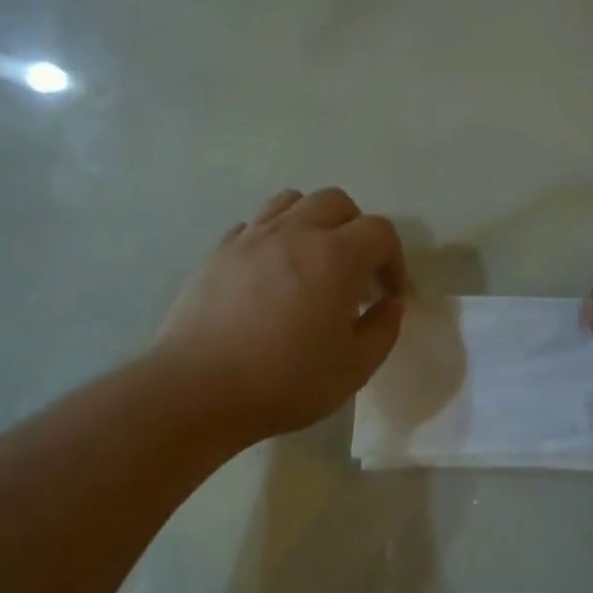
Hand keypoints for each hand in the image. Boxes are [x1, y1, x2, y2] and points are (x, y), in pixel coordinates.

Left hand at [156, 188, 406, 442]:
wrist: (198, 390)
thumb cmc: (286, 381)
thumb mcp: (354, 368)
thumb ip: (383, 329)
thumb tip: (390, 304)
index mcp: (334, 256)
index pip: (380, 231)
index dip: (394, 261)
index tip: (390, 295)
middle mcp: (294, 232)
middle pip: (336, 202)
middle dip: (357, 231)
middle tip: (356, 273)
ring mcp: (251, 237)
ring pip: (291, 202)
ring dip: (314, 223)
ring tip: (314, 262)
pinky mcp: (218, 252)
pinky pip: (255, 225)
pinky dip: (275, 237)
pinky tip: (273, 274)